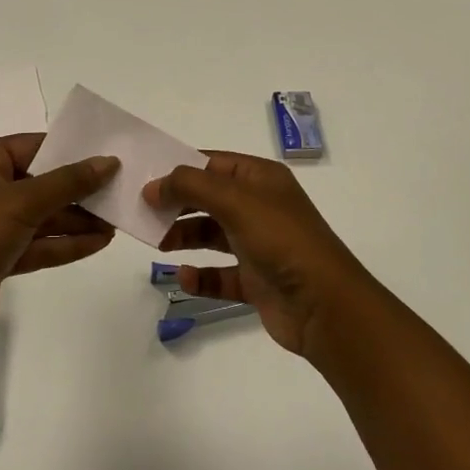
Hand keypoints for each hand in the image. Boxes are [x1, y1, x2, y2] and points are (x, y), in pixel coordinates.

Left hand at [0, 135, 118, 341]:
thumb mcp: (23, 200)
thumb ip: (68, 182)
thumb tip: (108, 162)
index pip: (33, 146)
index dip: (69, 150)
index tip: (106, 155)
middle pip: (41, 183)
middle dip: (78, 190)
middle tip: (118, 192)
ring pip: (42, 216)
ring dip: (77, 219)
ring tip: (116, 221)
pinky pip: (38, 244)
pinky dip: (65, 243)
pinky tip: (98, 242)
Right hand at [145, 152, 377, 358]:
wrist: (326, 306)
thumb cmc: (281, 240)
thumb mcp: (235, 200)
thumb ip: (190, 186)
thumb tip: (154, 185)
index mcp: (261, 179)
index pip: (213, 163)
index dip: (180, 168)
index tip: (145, 178)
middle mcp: (260, 207)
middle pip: (208, 198)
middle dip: (177, 204)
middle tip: (143, 212)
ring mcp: (259, 245)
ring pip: (211, 235)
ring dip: (184, 237)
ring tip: (156, 243)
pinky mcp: (256, 280)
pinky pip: (220, 274)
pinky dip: (201, 275)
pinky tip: (184, 277)